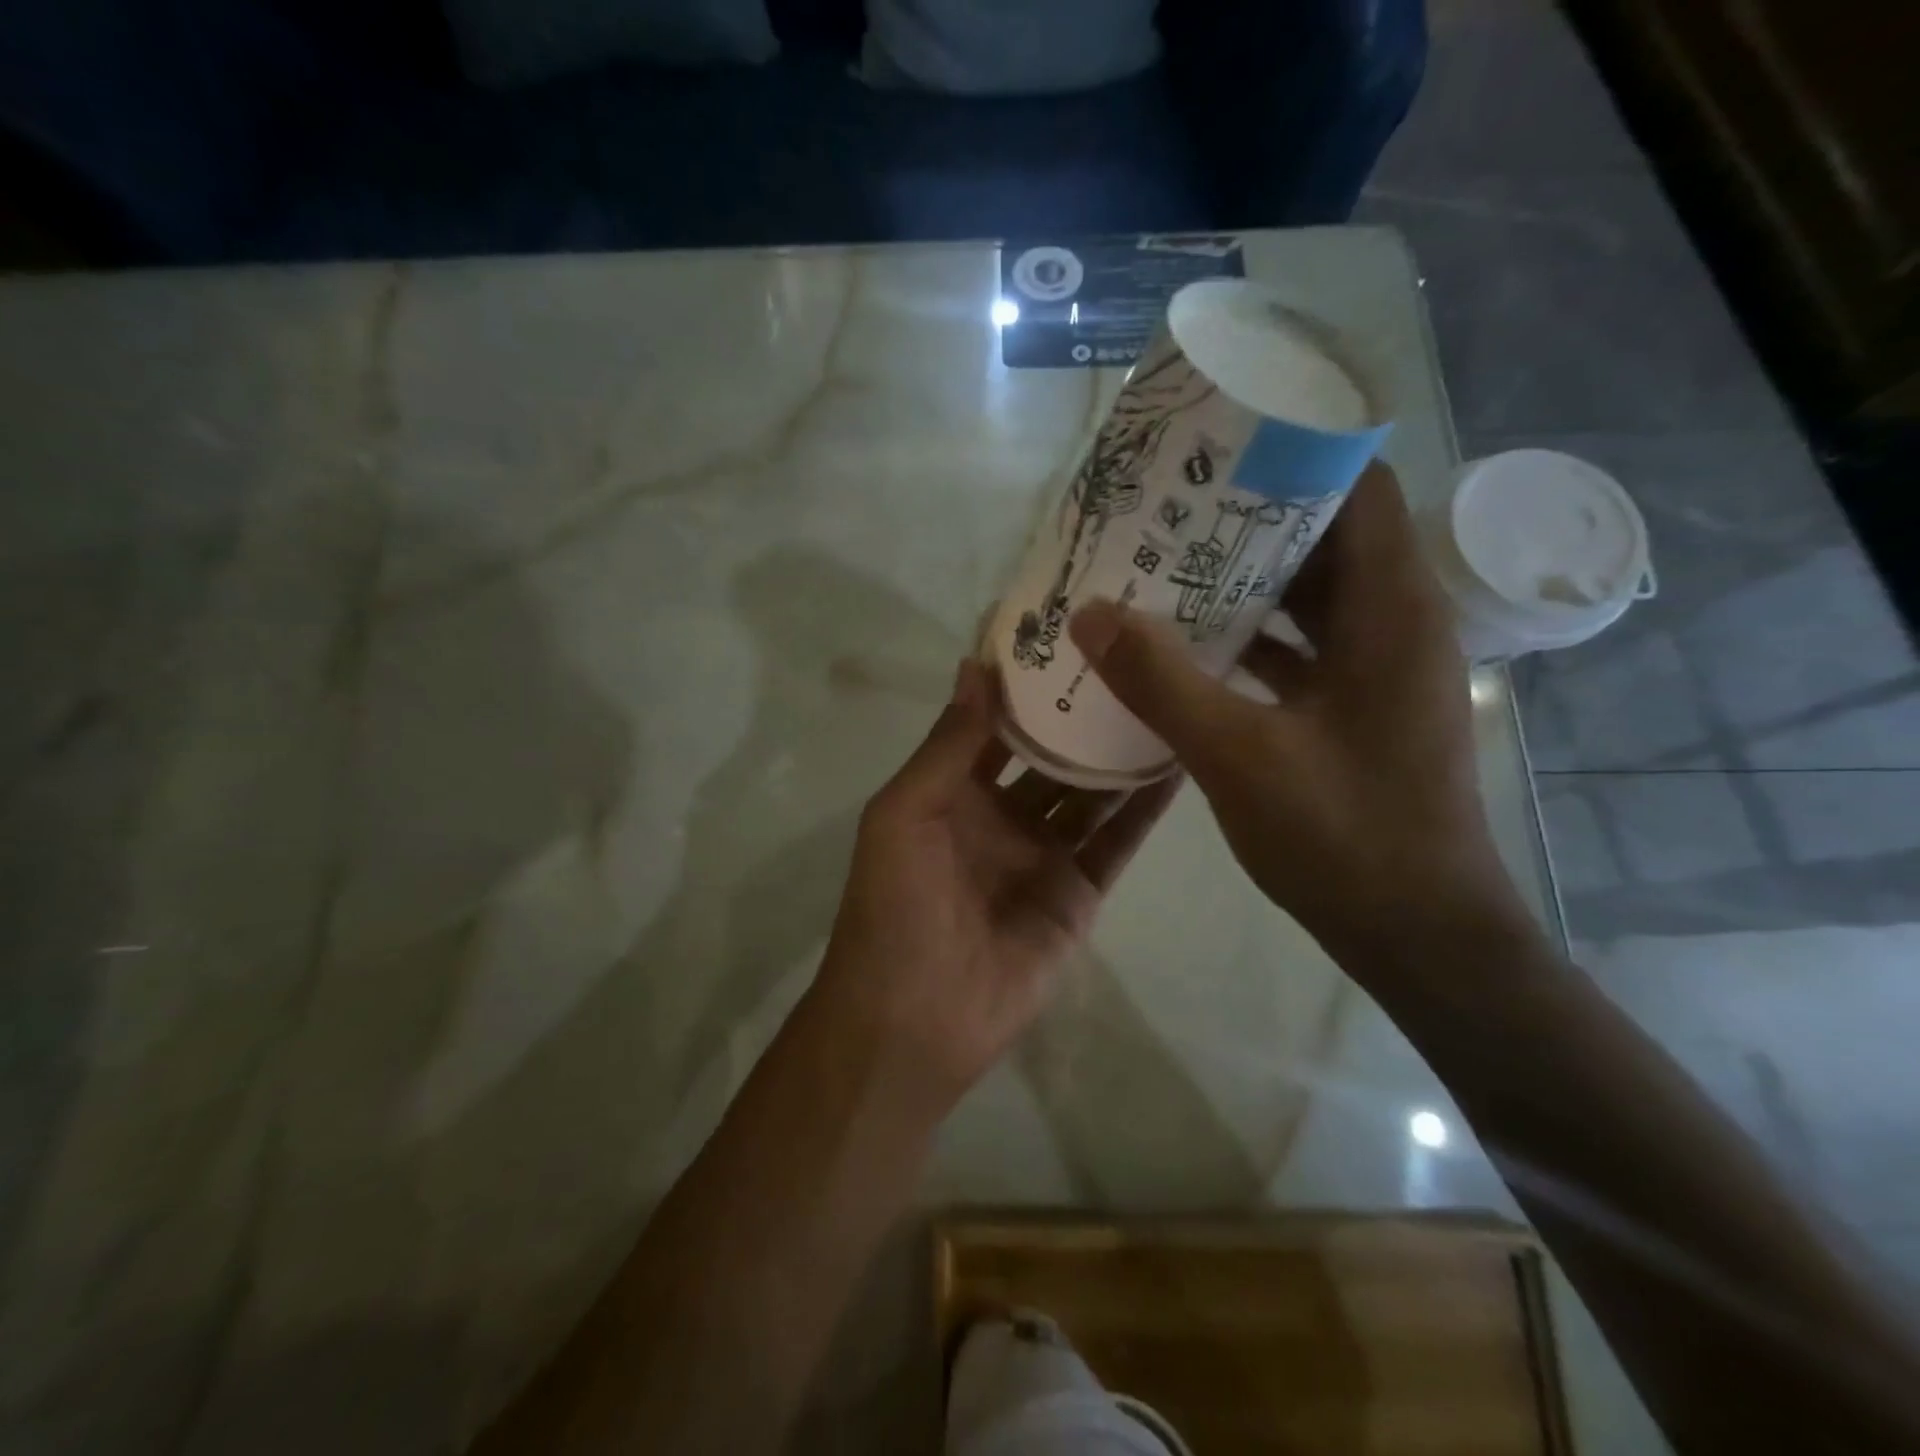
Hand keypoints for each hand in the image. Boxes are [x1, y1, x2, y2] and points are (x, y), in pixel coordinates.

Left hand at [810, 660, 1179, 1107]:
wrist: (916, 1020)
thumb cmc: (895, 907)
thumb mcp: (904, 814)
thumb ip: (947, 745)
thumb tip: (976, 666)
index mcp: (953, 792)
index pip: (997, 724)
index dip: (1026, 684)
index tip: (1068, 633)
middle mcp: (1002, 815)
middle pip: (1051, 753)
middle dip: (1083, 713)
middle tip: (1135, 655)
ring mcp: (1045, 854)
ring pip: (1091, 792)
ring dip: (1121, 752)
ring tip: (1168, 695)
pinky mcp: (1080, 893)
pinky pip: (1116, 842)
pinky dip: (1145, 808)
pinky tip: (1178, 762)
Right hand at [1067, 463, 1525, 976]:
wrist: (1420, 935)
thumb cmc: (1345, 837)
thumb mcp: (1238, 755)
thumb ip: (1161, 681)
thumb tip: (1088, 613)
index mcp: (1391, 609)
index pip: (1355, 486)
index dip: (1293, 453)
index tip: (1216, 444)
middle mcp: (1396, 622)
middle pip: (1325, 536)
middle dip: (1248, 515)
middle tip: (1166, 506)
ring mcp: (1380, 668)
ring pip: (1311, 595)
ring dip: (1243, 579)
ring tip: (1164, 564)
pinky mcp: (1360, 707)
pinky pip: (1303, 647)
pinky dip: (1252, 636)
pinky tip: (1188, 644)